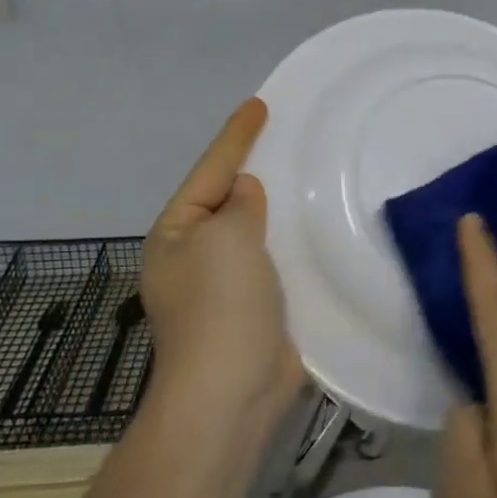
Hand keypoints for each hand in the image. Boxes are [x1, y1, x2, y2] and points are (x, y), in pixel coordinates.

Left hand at [142, 98, 304, 426]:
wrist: (232, 393)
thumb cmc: (221, 306)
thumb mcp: (225, 239)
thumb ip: (239, 206)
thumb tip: (246, 194)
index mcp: (176, 234)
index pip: (210, 170)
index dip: (236, 136)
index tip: (260, 104)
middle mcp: (196, 255)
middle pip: (230, 200)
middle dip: (256, 170)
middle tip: (289, 137)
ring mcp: (226, 285)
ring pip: (257, 231)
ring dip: (279, 208)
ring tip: (310, 175)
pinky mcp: (259, 308)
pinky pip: (277, 261)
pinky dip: (294, 242)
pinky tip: (320, 227)